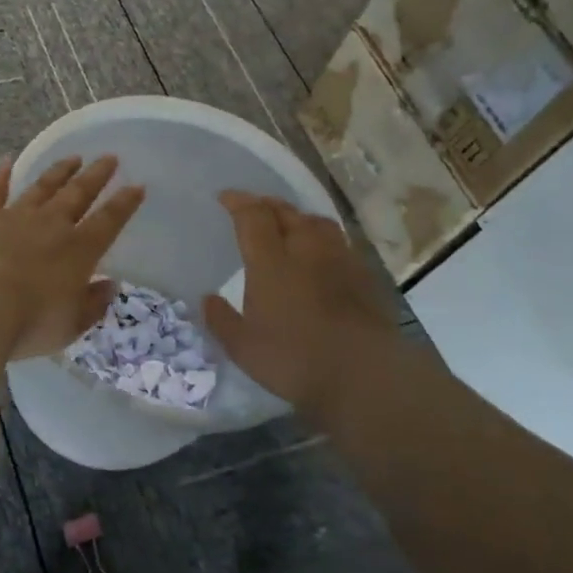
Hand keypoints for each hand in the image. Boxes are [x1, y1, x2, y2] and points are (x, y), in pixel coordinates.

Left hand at [0, 156, 143, 360]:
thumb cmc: (26, 324)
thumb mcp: (69, 326)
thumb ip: (92, 305)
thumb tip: (110, 285)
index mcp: (79, 251)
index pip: (109, 221)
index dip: (125, 203)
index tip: (137, 186)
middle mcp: (51, 226)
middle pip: (78, 194)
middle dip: (96, 175)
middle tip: (109, 158)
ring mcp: (15, 216)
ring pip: (43, 187)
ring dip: (59, 171)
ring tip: (72, 157)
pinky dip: (1, 174)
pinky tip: (6, 160)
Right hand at [202, 191, 405, 410]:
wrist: (365, 375)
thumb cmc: (294, 359)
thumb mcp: (243, 347)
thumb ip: (221, 320)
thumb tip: (207, 299)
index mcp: (271, 262)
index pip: (252, 216)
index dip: (238, 202)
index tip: (225, 197)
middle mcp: (306, 250)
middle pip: (287, 213)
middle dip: (267, 205)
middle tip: (255, 207)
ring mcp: (340, 261)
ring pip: (318, 223)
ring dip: (299, 217)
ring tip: (290, 224)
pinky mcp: (365, 277)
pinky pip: (340, 243)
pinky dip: (324, 240)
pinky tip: (322, 255)